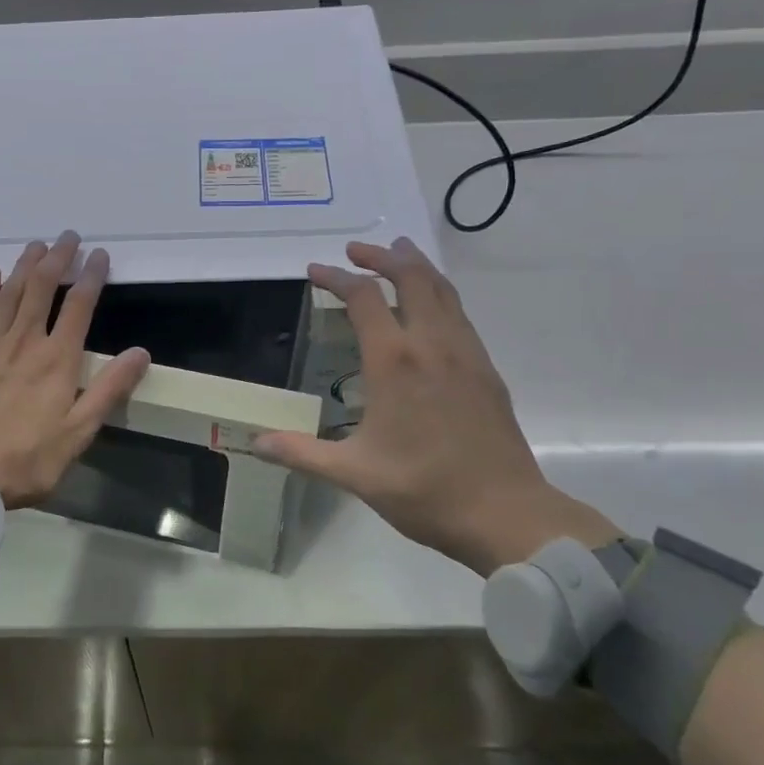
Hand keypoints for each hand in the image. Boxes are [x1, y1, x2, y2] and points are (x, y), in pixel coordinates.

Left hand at [0, 231, 150, 508]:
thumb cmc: (22, 461)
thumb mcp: (76, 435)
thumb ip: (108, 391)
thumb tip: (140, 352)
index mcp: (57, 361)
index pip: (78, 306)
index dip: (90, 276)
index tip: (99, 255)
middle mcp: (24, 342)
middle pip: (42, 288)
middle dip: (57, 258)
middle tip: (68, 236)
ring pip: (10, 293)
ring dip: (25, 265)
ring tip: (37, 245)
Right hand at [253, 237, 618, 575]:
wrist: (507, 514)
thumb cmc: (425, 490)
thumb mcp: (354, 474)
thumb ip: (302, 453)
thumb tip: (256, 443)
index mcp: (395, 362)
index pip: (363, 299)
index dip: (336, 278)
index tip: (314, 271)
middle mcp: (432, 344)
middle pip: (411, 277)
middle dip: (381, 256)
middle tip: (356, 250)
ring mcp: (466, 354)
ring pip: (442, 290)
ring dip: (416, 266)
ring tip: (398, 252)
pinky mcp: (486, 370)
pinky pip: (459, 313)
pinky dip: (438, 293)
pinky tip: (431, 306)